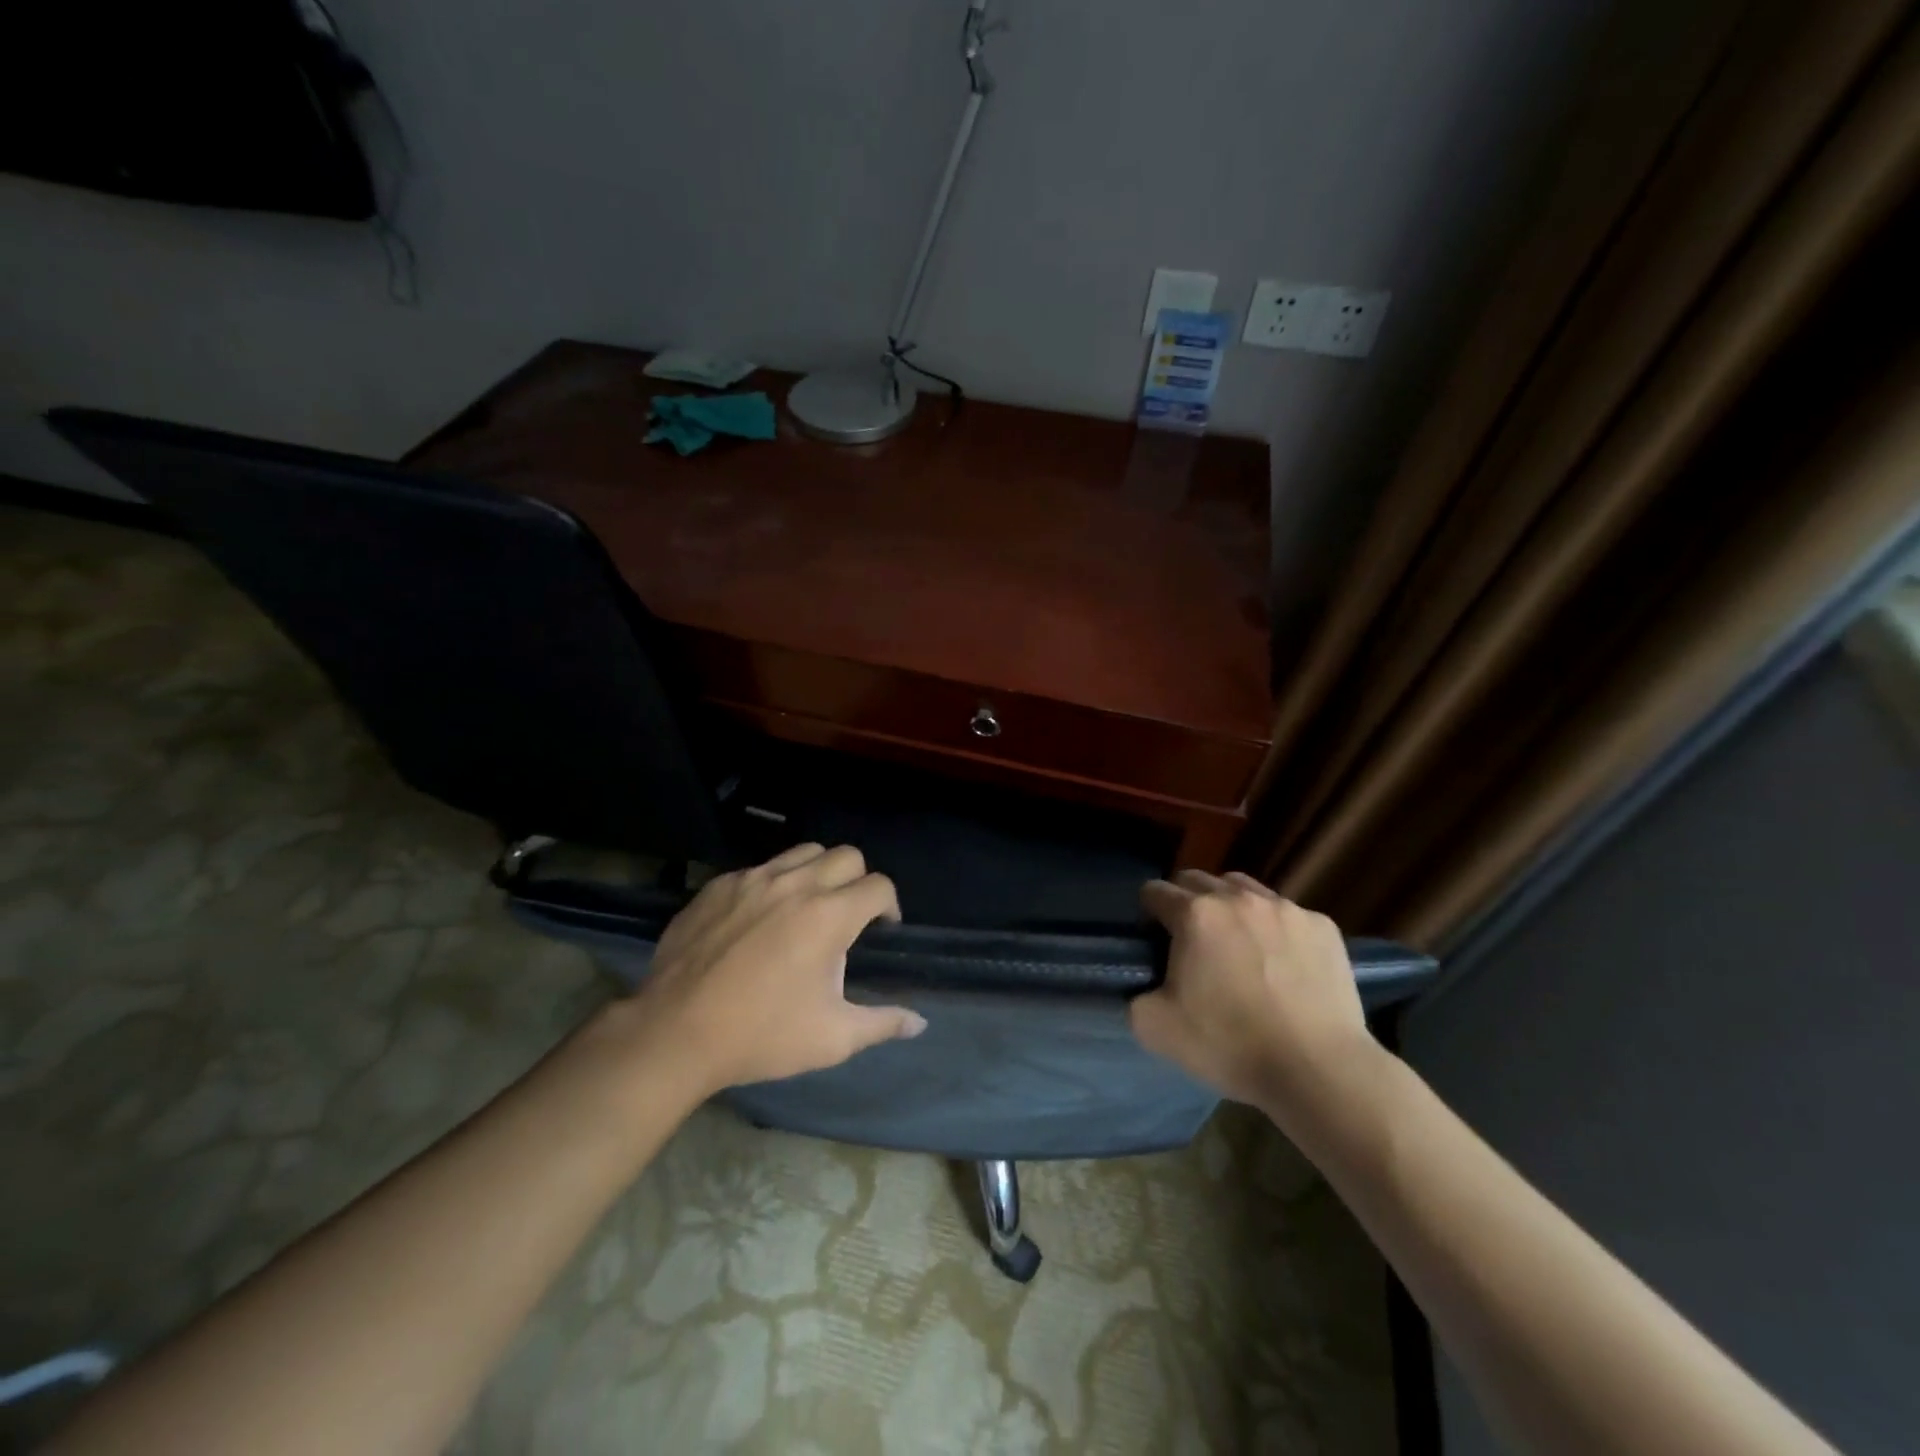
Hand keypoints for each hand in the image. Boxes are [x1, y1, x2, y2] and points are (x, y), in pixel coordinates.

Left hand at [630, 843, 925, 1094]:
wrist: (674, 1033)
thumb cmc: (761, 1036)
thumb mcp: (831, 1038)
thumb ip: (882, 1023)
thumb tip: (919, 1022)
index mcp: (829, 916)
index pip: (879, 886)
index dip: (889, 906)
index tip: (881, 930)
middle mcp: (796, 884)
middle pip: (847, 856)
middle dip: (858, 880)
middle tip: (848, 915)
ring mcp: (753, 880)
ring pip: (803, 852)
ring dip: (818, 872)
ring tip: (808, 907)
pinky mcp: (719, 885)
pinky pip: (760, 868)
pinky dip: (774, 883)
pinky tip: (760, 919)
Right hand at [1131, 870, 1369, 1109]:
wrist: (1317, 1070)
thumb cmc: (1230, 1044)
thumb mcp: (1154, 1028)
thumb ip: (1135, 995)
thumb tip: (1143, 986)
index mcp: (1194, 914)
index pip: (1155, 892)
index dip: (1148, 914)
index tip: (1154, 941)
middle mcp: (1238, 898)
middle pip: (1197, 880)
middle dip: (1186, 903)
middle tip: (1192, 943)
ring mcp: (1285, 909)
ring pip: (1244, 888)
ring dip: (1230, 907)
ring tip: (1237, 945)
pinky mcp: (1323, 926)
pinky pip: (1287, 914)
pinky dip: (1275, 929)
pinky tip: (1282, 964)